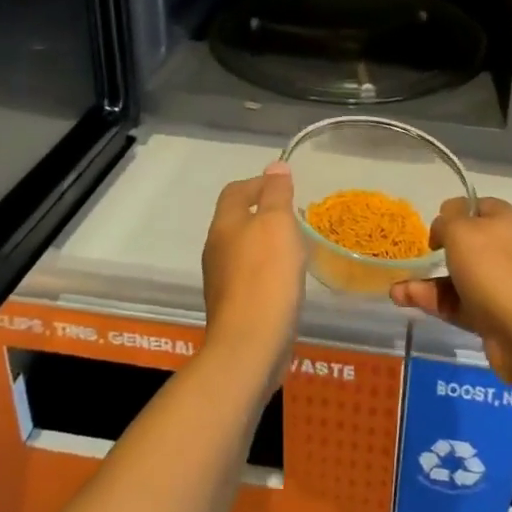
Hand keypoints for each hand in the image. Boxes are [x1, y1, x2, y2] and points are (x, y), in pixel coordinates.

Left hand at [200, 163, 305, 386]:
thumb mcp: (277, 224)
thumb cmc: (266, 276)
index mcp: (224, 225)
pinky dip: (267, 270)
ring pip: (243, 249)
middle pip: (236, 220)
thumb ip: (276, 194)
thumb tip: (276, 166)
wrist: (250, 345)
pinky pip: (250, 277)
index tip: (285, 186)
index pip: (235, 191)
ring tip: (295, 247)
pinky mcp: (233, 307)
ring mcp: (221, 281)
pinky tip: (286, 280)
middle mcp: (216, 249)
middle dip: (263, 213)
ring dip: (266, 243)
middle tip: (294, 216)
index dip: (258, 183)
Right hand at [389, 197, 511, 387]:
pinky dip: (432, 301)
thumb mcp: (462, 229)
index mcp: (504, 220)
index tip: (435, 227)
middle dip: (437, 250)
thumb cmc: (493, 268)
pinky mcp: (492, 316)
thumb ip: (448, 218)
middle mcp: (505, 249)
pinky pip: (457, 303)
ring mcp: (500, 284)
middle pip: (467, 244)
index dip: (454, 212)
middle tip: (417, 256)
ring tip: (396, 291)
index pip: (477, 206)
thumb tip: (446, 221)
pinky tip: (404, 300)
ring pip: (458, 277)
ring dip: (427, 281)